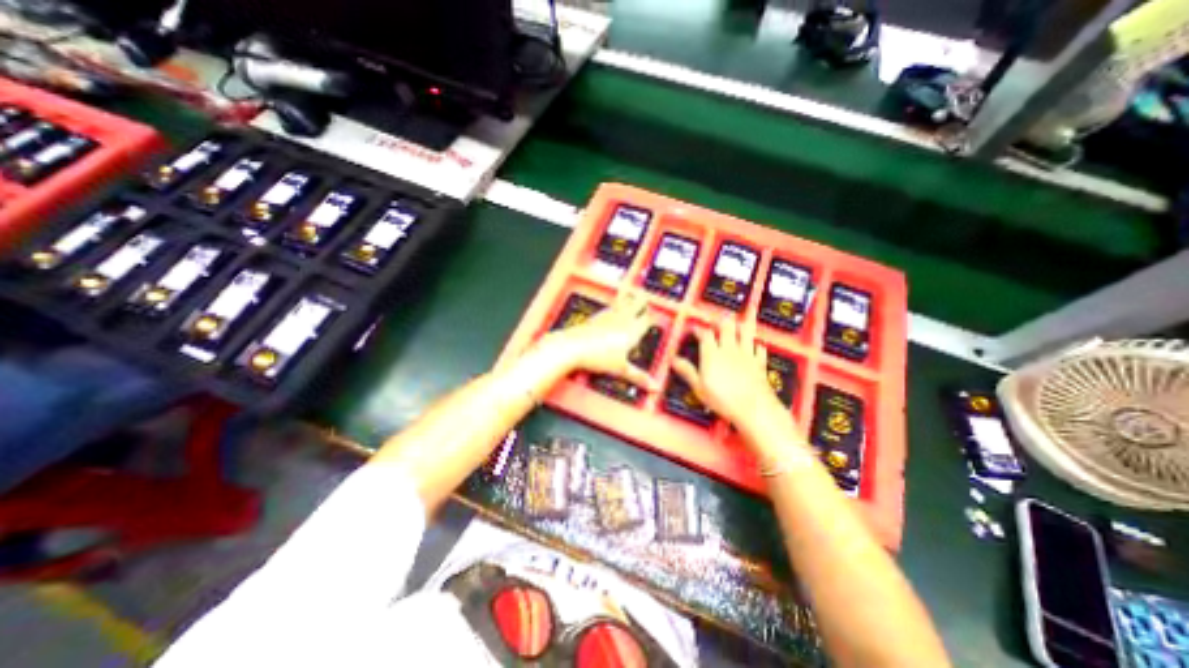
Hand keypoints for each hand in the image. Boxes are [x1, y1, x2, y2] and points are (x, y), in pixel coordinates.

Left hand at [540, 291, 658, 391]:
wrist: (573, 346)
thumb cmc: (598, 357)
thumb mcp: (621, 369)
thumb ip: (639, 377)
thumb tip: (654, 387)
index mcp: (632, 331)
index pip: (647, 319)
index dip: (652, 317)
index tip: (656, 316)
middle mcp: (623, 319)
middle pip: (637, 304)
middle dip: (643, 300)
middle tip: (647, 296)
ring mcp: (609, 315)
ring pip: (625, 302)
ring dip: (631, 298)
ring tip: (635, 293)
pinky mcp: (597, 316)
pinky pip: (611, 307)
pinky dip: (616, 305)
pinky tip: (613, 308)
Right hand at [678, 316, 786, 435]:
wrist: (754, 408)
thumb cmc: (723, 399)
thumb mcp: (699, 387)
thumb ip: (687, 371)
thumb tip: (674, 360)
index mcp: (712, 354)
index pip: (705, 334)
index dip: (699, 329)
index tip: (695, 329)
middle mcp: (729, 349)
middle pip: (726, 327)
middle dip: (721, 321)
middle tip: (717, 320)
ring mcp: (746, 354)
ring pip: (745, 332)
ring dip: (741, 326)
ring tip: (738, 323)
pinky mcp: (759, 362)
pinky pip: (760, 348)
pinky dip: (757, 344)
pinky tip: (757, 344)